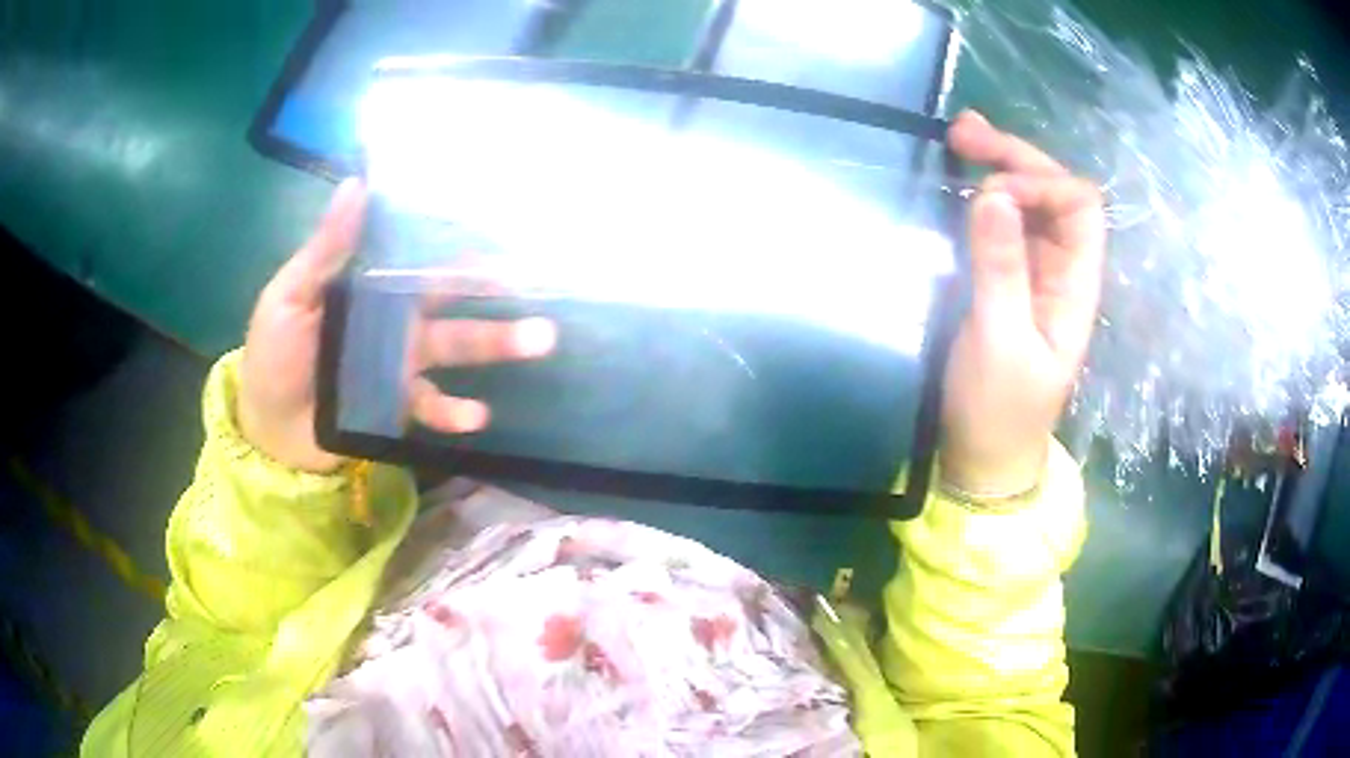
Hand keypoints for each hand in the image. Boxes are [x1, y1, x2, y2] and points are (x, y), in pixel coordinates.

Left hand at [238, 179, 555, 473]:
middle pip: (450, 301)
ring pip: (454, 347)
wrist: (268, 428)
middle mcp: (393, 319)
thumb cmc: (274, 355)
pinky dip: (456, 411)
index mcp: (369, 286)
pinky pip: (433, 405)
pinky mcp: (398, 404)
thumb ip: (324, 250)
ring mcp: (400, 363)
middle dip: (493, 293)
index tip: (504, 239)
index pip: (421, 260)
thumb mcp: (289, 296)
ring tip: (539, 341)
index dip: (459, 249)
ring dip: (496, 344)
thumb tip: (356, 185)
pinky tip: (478, 416)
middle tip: (539, 286)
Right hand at [940, 110, 1105, 495]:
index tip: (989, 193)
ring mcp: (1034, 272)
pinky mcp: (1006, 280)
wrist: (984, 456)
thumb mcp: (1000, 341)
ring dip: (999, 165)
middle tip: (962, 132)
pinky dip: (983, 194)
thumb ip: (1000, 269)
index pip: (1078, 207)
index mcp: (1077, 285)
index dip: (1040, 183)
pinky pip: (1004, 224)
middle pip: (1054, 193)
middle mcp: (1061, 268)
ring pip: (1030, 203)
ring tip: (957, 138)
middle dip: (1016, 157)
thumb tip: (993, 194)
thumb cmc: (999, 409)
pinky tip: (960, 179)